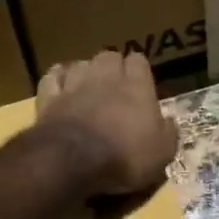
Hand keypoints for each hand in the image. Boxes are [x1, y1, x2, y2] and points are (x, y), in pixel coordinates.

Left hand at [36, 51, 178, 198]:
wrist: (74, 162)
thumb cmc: (126, 157)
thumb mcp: (162, 153)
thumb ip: (168, 133)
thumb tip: (169, 122)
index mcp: (136, 87)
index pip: (139, 61)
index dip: (139, 69)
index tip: (141, 82)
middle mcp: (105, 78)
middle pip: (109, 56)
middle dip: (112, 66)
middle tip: (115, 85)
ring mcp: (74, 85)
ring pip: (80, 64)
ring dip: (85, 71)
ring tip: (87, 85)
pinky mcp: (49, 98)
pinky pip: (52, 77)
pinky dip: (57, 79)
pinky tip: (60, 85)